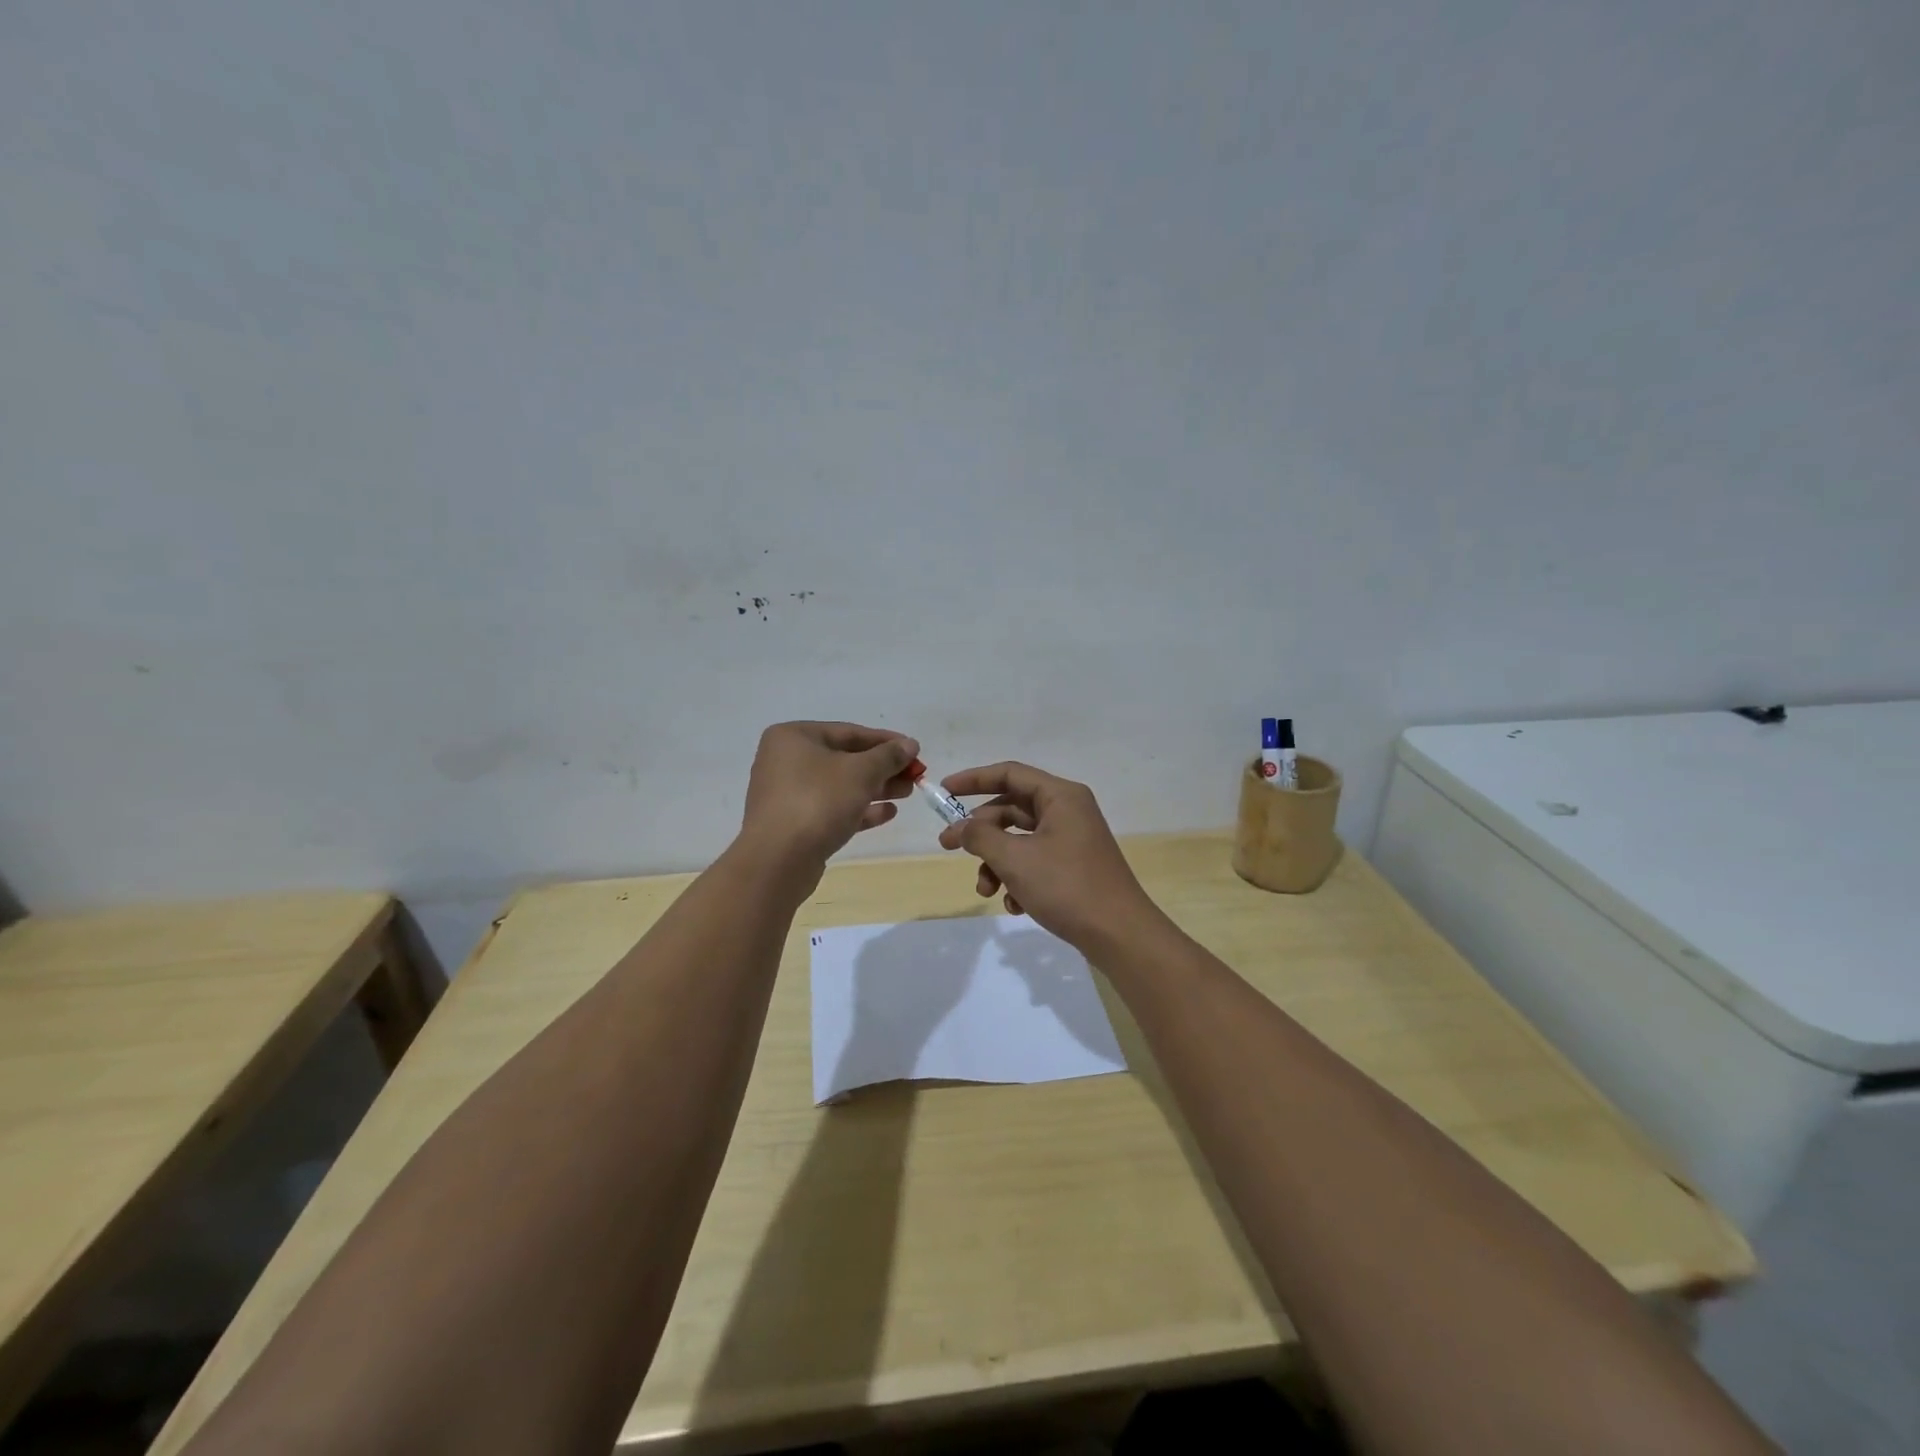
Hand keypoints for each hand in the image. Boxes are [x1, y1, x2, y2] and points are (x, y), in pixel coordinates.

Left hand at [740, 722, 918, 868]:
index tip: (914, 750)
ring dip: (875, 788)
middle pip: (845, 759)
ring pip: (840, 786)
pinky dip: (859, 809)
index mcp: (794, 737)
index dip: (886, 741)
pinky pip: (832, 809)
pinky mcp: (795, 824)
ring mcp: (788, 794)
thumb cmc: (818, 801)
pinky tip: (888, 813)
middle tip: (915, 776)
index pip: (849, 732)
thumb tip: (910, 745)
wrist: (778, 860)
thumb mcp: (860, 772)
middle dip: (882, 768)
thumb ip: (888, 756)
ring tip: (908, 793)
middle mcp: (786, 761)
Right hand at [936, 761, 1163, 953]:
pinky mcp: (1073, 868)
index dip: (973, 779)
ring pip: (1020, 841)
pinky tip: (1015, 906)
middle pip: (1011, 809)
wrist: (1119, 935)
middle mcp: (1068, 811)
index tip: (944, 791)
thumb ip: (980, 837)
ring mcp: (1072, 841)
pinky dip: (1018, 880)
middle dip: (980, 832)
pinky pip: (1035, 863)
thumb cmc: (1066, 886)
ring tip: (986, 891)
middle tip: (947, 847)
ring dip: (996, 863)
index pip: (1009, 774)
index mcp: (1060, 796)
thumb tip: (959, 828)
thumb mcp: (1015, 859)